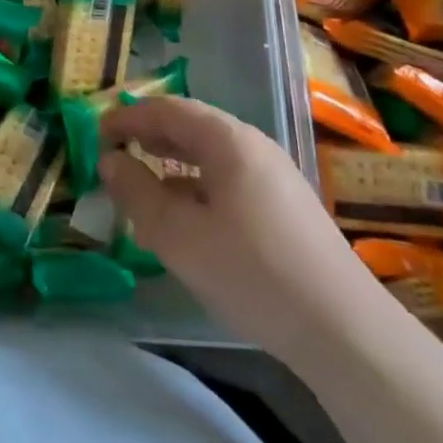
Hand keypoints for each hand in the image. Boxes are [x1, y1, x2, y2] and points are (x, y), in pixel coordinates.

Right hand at [99, 97, 379, 358]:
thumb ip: (136, 192)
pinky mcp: (286, 208)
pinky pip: (228, 179)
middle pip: (191, 126)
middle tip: (114, 152)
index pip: (167, 110)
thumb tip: (110, 161)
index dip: (128, 116)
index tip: (96, 132)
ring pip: (210, 155)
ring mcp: (275, 176)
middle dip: (149, 136)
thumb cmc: (252, 272)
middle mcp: (253, 146)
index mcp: (228, 140)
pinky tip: (185, 216)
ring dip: (171, 162)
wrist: (346, 332)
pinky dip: (195, 184)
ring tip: (142, 183)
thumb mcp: (177, 235)